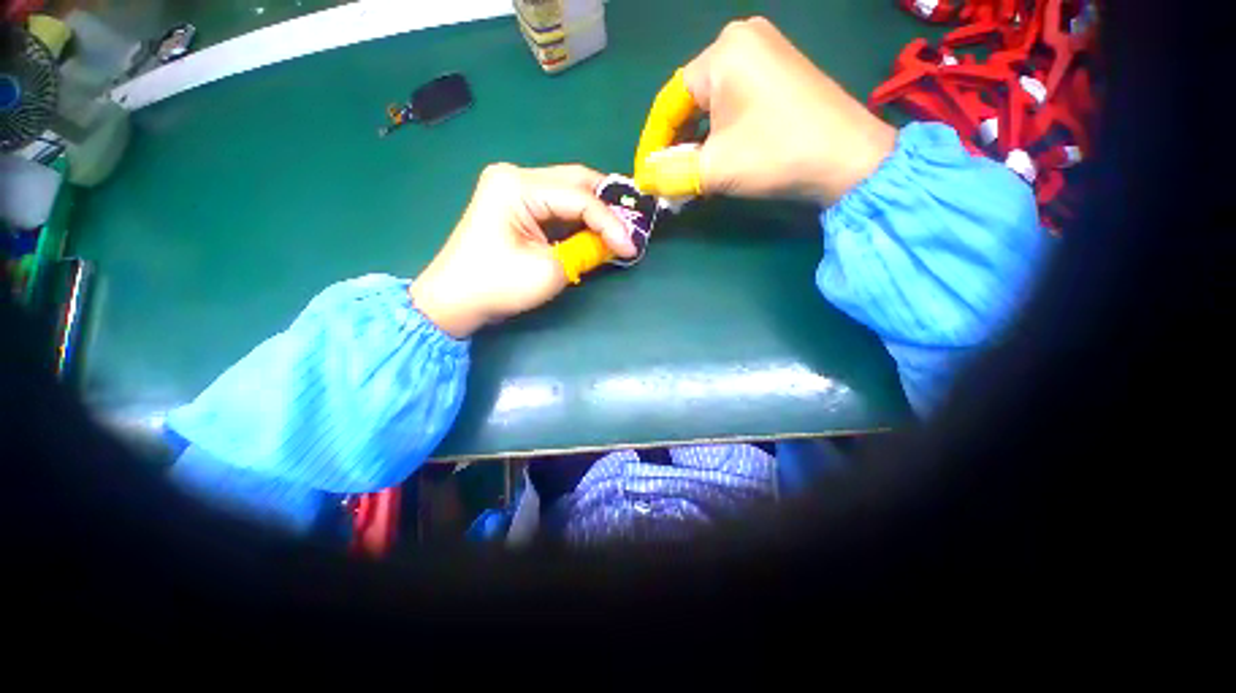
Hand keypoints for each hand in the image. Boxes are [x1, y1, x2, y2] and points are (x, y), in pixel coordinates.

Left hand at [411, 164, 635, 338]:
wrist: (454, 300)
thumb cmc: (497, 286)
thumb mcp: (550, 270)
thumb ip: (586, 251)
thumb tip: (614, 244)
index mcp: (518, 185)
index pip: (580, 198)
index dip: (611, 223)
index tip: (632, 247)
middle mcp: (516, 176)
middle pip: (576, 181)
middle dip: (609, 204)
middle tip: (633, 225)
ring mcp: (514, 188)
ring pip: (569, 191)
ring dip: (596, 210)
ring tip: (622, 228)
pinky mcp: (516, 204)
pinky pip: (557, 205)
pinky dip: (580, 218)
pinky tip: (597, 229)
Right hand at [633, 17, 897, 205]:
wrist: (848, 159)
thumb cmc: (775, 154)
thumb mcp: (714, 168)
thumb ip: (670, 174)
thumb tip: (644, 181)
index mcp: (722, 53)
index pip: (669, 102)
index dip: (653, 144)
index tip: (645, 175)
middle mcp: (741, 40)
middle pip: (689, 100)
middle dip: (676, 143)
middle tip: (667, 177)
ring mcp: (764, 52)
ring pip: (711, 103)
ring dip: (696, 140)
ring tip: (688, 172)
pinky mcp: (779, 70)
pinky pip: (733, 100)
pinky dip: (719, 130)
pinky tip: (715, 154)